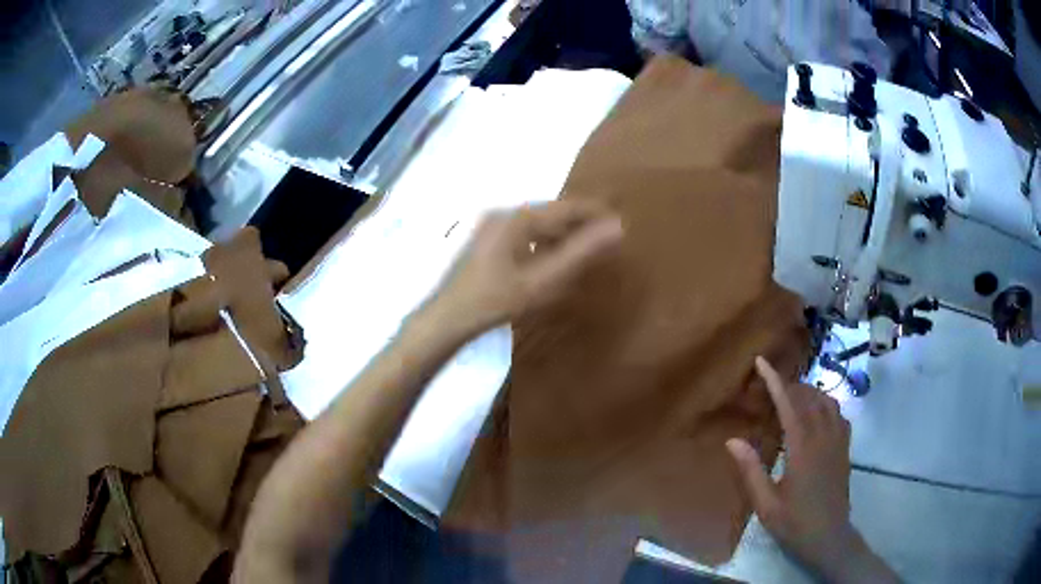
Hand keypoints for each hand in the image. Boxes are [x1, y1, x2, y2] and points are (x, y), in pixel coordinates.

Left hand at [432, 201, 622, 333]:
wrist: (447, 317)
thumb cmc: (495, 299)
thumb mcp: (542, 280)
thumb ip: (580, 253)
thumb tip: (617, 228)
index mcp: (518, 217)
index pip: (567, 207)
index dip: (595, 213)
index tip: (619, 222)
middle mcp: (505, 213)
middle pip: (552, 213)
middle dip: (579, 224)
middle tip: (605, 241)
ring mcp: (492, 225)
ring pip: (537, 223)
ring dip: (561, 234)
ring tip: (583, 251)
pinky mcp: (486, 239)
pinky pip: (523, 233)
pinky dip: (543, 242)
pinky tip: (550, 260)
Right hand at [726, 357, 896, 582]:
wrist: (829, 538)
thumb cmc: (795, 524)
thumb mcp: (766, 505)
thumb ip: (751, 471)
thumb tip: (732, 440)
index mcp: (803, 450)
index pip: (789, 406)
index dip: (775, 381)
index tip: (762, 362)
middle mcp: (824, 438)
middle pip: (810, 398)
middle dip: (791, 384)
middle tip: (772, 382)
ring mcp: (838, 442)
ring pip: (828, 403)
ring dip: (810, 392)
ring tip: (793, 394)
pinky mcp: (845, 449)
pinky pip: (839, 415)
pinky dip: (827, 404)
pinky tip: (818, 413)